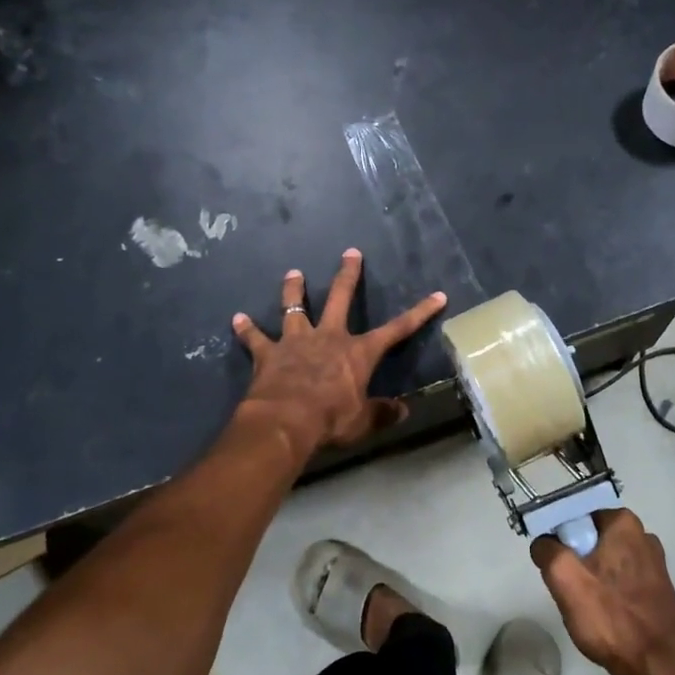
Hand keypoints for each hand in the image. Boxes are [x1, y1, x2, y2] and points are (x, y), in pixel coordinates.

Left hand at [231, 248, 445, 463]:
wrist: (285, 421)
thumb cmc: (331, 419)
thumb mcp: (363, 421)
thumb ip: (382, 413)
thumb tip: (404, 411)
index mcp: (358, 353)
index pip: (397, 329)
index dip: (419, 313)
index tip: (438, 295)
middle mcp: (329, 338)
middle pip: (340, 299)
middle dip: (348, 275)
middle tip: (351, 252)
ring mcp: (296, 342)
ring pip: (295, 308)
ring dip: (293, 291)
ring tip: (293, 273)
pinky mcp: (268, 354)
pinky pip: (255, 338)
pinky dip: (246, 329)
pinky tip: (236, 318)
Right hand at [531, 508, 674, 674]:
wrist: (662, 665)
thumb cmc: (612, 616)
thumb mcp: (565, 578)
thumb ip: (547, 551)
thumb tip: (545, 544)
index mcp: (622, 522)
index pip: (575, 521)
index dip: (561, 545)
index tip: (559, 573)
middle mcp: (642, 535)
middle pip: (590, 544)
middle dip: (578, 568)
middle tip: (572, 596)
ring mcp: (653, 563)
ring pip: (605, 567)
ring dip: (593, 587)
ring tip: (591, 614)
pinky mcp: (658, 590)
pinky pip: (622, 586)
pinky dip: (612, 601)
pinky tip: (609, 623)